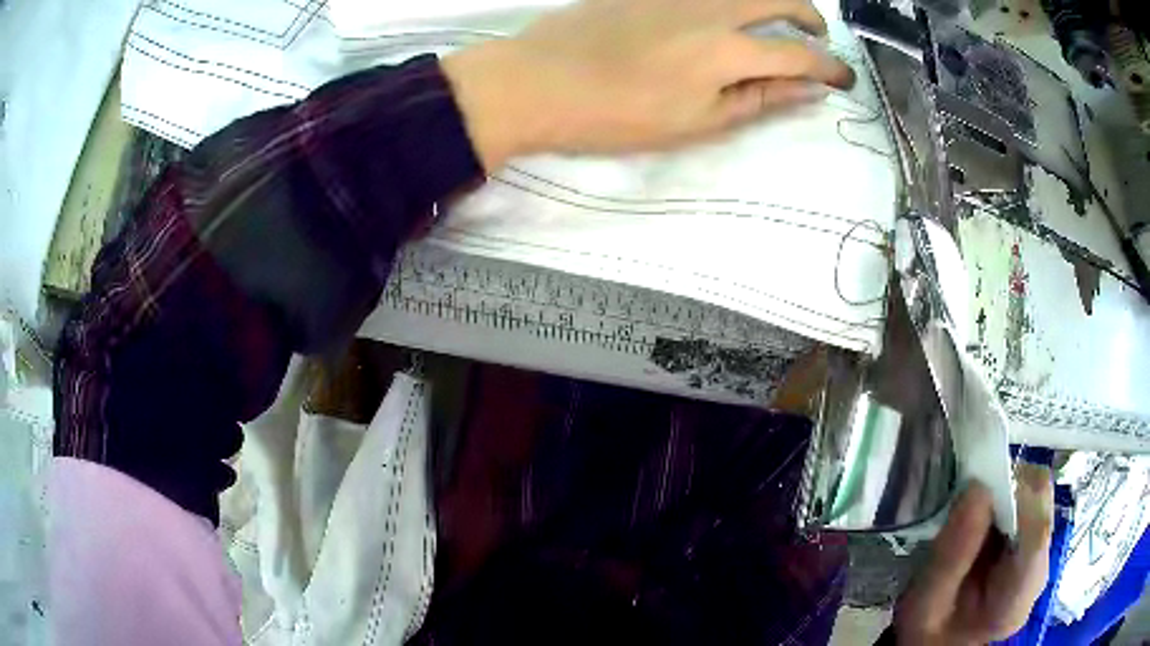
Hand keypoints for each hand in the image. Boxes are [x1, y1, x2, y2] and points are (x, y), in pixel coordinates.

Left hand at [442, 0, 855, 170]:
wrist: (540, 80)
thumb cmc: (617, 114)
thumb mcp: (695, 123)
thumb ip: (758, 100)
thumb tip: (806, 91)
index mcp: (727, 51)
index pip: (799, 54)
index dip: (829, 68)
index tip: (843, 78)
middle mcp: (712, 8)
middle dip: (810, 17)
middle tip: (816, 36)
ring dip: (774, 1)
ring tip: (777, 21)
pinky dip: (732, 0)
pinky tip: (727, 14)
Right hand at [895, 464, 1054, 644]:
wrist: (940, 643)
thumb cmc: (928, 632)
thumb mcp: (923, 607)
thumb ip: (949, 557)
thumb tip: (976, 488)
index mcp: (1015, 602)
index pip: (1037, 536)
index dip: (1017, 499)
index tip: (980, 486)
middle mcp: (1039, 572)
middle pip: (1042, 507)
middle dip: (1010, 489)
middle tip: (968, 497)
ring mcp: (1041, 555)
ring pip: (1039, 496)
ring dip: (1007, 489)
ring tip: (972, 510)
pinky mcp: (1035, 542)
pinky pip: (1030, 500)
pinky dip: (1006, 494)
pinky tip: (982, 516)